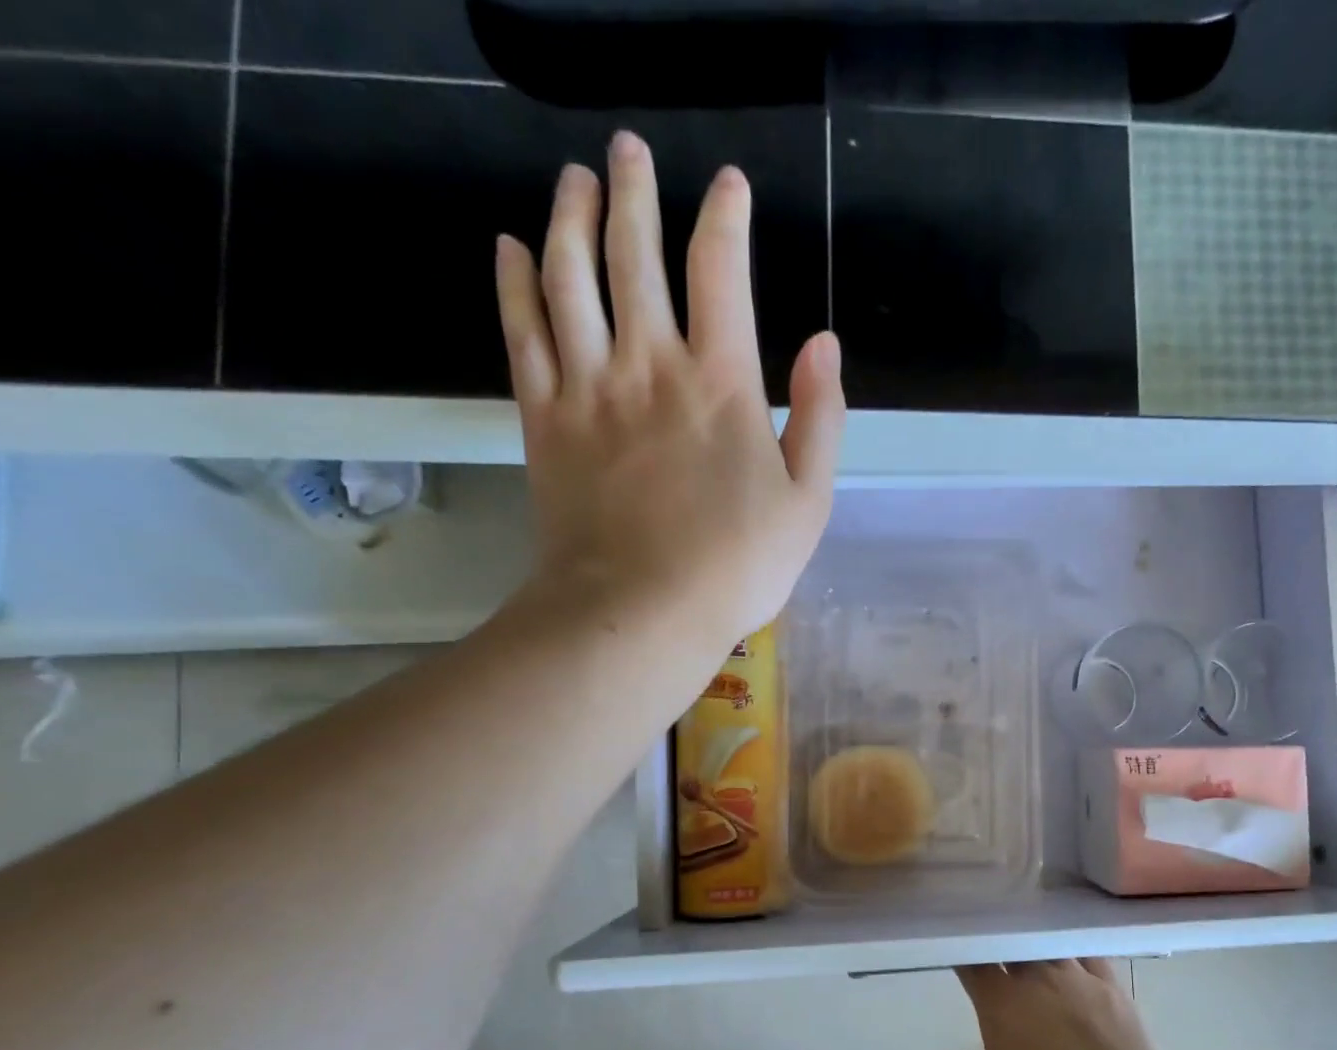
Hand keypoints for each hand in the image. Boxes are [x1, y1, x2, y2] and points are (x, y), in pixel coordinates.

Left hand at [494, 131, 843, 653]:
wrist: (641, 612)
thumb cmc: (737, 566)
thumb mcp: (808, 502)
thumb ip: (820, 418)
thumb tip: (825, 342)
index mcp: (722, 383)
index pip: (721, 271)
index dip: (725, 217)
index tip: (728, 184)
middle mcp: (650, 364)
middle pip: (634, 254)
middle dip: (634, 192)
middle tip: (628, 150)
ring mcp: (589, 386)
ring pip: (569, 276)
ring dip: (570, 217)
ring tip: (573, 179)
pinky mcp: (544, 418)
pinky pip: (522, 332)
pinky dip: (514, 282)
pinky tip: (511, 247)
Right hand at [929, 958, 1174, 1049]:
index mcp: (1001, 1002)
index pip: (975, 962)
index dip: (964, 956)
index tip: (960, 957)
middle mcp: (1037, 978)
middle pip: (1012, 946)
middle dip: (999, 948)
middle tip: (995, 961)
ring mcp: (1079, 978)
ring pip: (1049, 948)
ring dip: (1035, 952)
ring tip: (1032, 959)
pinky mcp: (1112, 988)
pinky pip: (1088, 956)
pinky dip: (1074, 955)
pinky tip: (1073, 962)